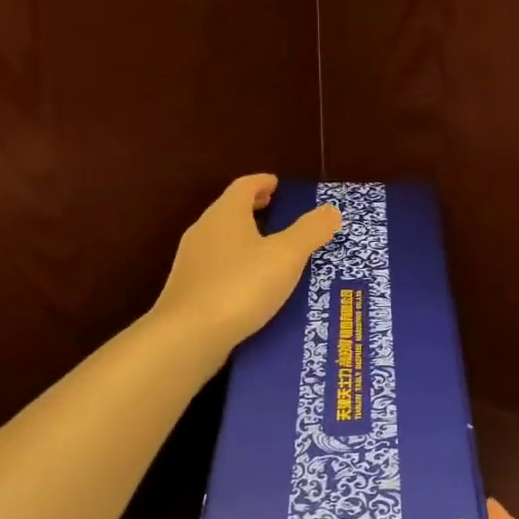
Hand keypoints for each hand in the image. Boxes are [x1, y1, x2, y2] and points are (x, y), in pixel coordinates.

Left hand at [154, 174, 339, 351]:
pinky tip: (252, 285)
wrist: (188, 336)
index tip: (277, 184)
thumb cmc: (240, 286)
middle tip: (276, 211)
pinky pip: (217, 266)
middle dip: (253, 209)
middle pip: (230, 210)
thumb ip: (310, 231)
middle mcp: (204, 231)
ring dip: (245, 238)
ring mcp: (192, 262)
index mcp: (226, 214)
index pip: (244, 186)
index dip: (262, 182)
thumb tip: (331, 210)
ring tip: (270, 250)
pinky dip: (237, 265)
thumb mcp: (286, 257)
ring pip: (222, 240)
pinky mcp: (188, 290)